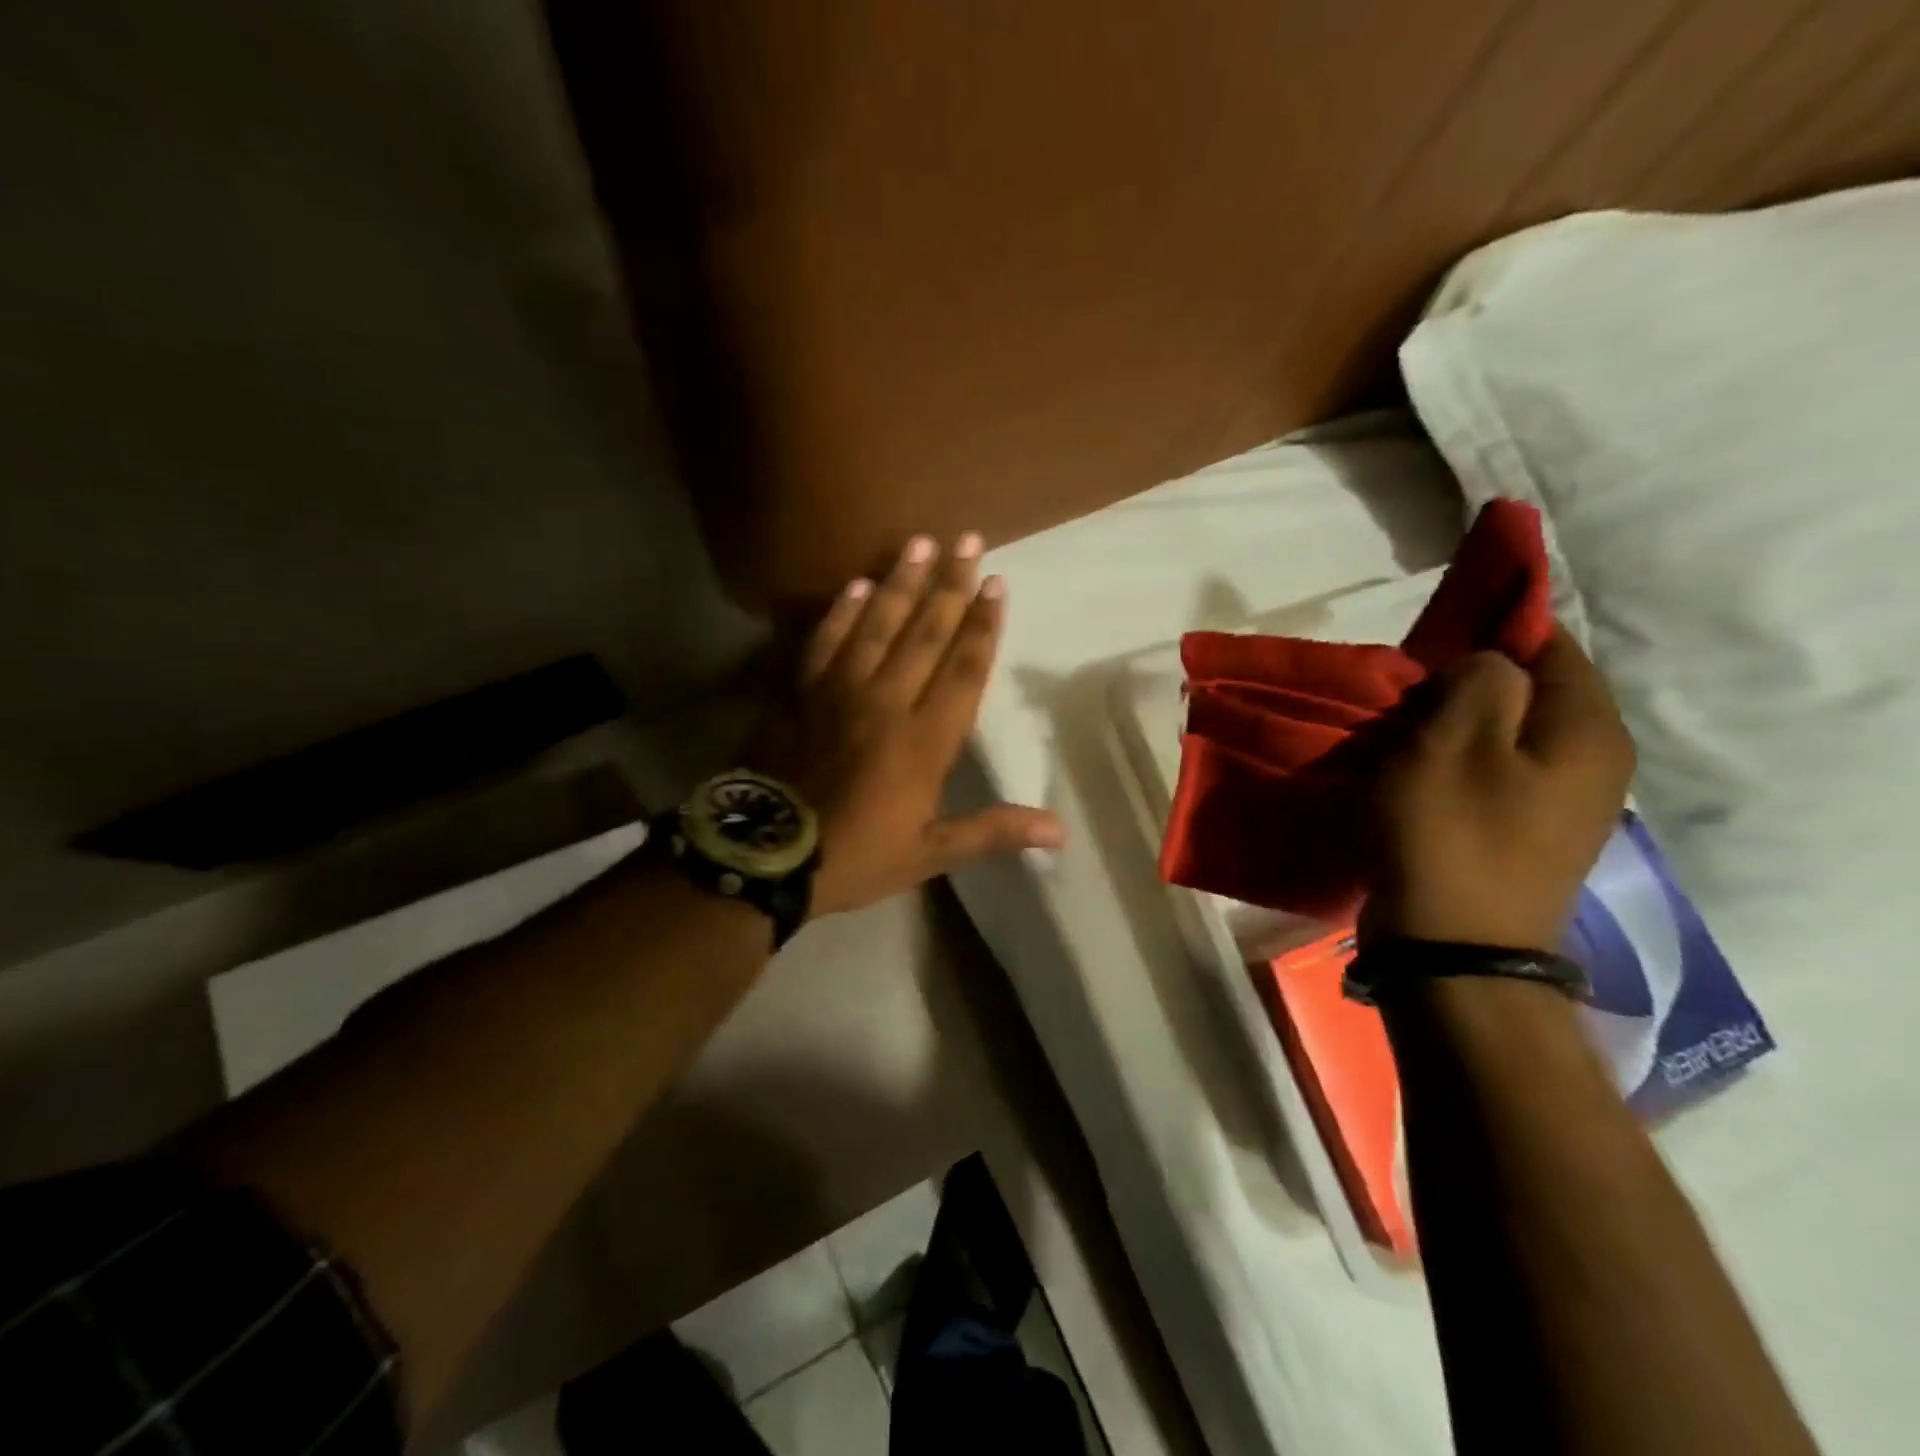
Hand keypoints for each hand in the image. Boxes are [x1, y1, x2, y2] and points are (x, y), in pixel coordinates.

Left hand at [751, 533, 1063, 917]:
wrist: (766, 854)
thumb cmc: (855, 856)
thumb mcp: (929, 853)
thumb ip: (992, 832)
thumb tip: (1060, 832)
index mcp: (924, 741)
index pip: (963, 670)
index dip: (983, 626)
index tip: (997, 584)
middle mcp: (886, 702)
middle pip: (925, 633)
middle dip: (950, 586)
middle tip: (969, 541)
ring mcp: (838, 692)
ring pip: (877, 626)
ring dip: (900, 582)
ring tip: (920, 543)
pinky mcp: (800, 693)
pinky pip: (825, 642)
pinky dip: (842, 612)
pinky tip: (857, 585)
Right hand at [1363, 627, 1633, 952]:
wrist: (1453, 949)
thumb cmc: (1450, 835)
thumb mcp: (1454, 740)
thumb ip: (1481, 679)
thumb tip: (1488, 668)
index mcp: (1589, 731)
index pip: (1552, 646)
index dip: (1492, 633)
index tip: (1430, 645)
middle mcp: (1593, 762)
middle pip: (1529, 692)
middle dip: (1466, 683)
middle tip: (1406, 696)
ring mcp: (1562, 804)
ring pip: (1506, 734)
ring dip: (1454, 726)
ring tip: (1402, 734)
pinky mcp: (1525, 834)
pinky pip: (1493, 773)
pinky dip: (1455, 763)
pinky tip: (1415, 775)